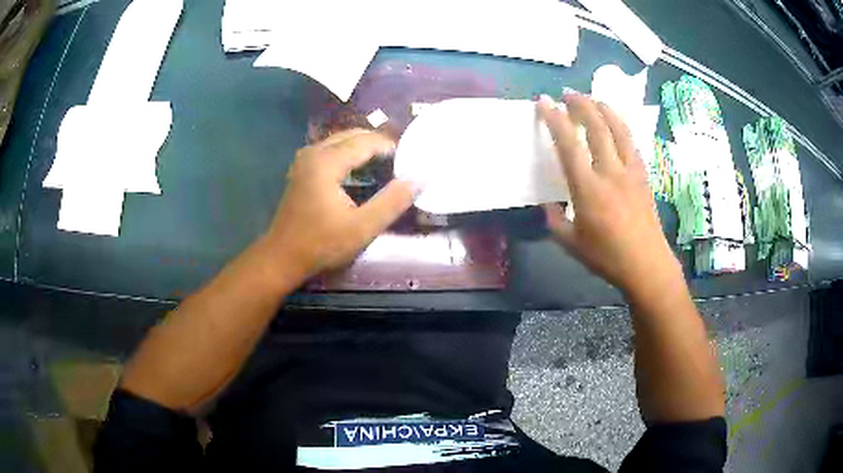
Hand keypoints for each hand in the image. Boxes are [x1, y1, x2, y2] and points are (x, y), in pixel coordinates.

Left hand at [262, 129, 418, 279]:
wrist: (282, 257)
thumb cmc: (321, 244)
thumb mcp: (362, 227)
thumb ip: (392, 201)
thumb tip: (419, 179)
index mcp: (327, 161)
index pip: (366, 141)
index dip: (390, 146)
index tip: (410, 158)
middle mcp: (314, 152)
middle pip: (352, 135)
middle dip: (377, 143)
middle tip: (401, 159)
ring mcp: (304, 160)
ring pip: (340, 141)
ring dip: (363, 147)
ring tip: (385, 163)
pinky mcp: (301, 170)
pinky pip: (330, 150)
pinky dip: (348, 153)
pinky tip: (360, 170)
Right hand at [538, 93, 680, 295]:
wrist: (647, 265)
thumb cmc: (607, 257)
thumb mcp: (571, 244)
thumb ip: (554, 220)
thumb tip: (548, 204)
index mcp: (588, 189)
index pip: (569, 144)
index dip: (554, 118)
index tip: (543, 102)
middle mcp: (610, 172)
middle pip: (596, 126)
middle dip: (580, 103)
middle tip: (567, 93)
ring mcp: (630, 171)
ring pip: (618, 128)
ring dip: (603, 108)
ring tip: (591, 99)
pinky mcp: (643, 174)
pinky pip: (631, 142)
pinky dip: (620, 125)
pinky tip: (614, 123)